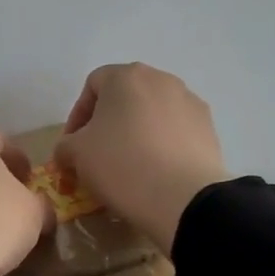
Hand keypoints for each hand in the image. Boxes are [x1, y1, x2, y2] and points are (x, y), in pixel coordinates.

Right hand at [55, 63, 230, 253]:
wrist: (183, 198)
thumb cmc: (121, 165)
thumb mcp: (75, 155)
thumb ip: (65, 146)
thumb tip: (69, 151)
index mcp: (126, 76)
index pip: (92, 85)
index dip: (77, 116)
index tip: (72, 146)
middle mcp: (161, 79)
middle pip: (125, 97)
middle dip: (107, 123)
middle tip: (97, 155)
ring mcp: (190, 102)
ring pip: (152, 113)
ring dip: (136, 133)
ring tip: (128, 166)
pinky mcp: (209, 128)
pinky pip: (175, 131)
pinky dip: (161, 145)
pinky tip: (156, 172)